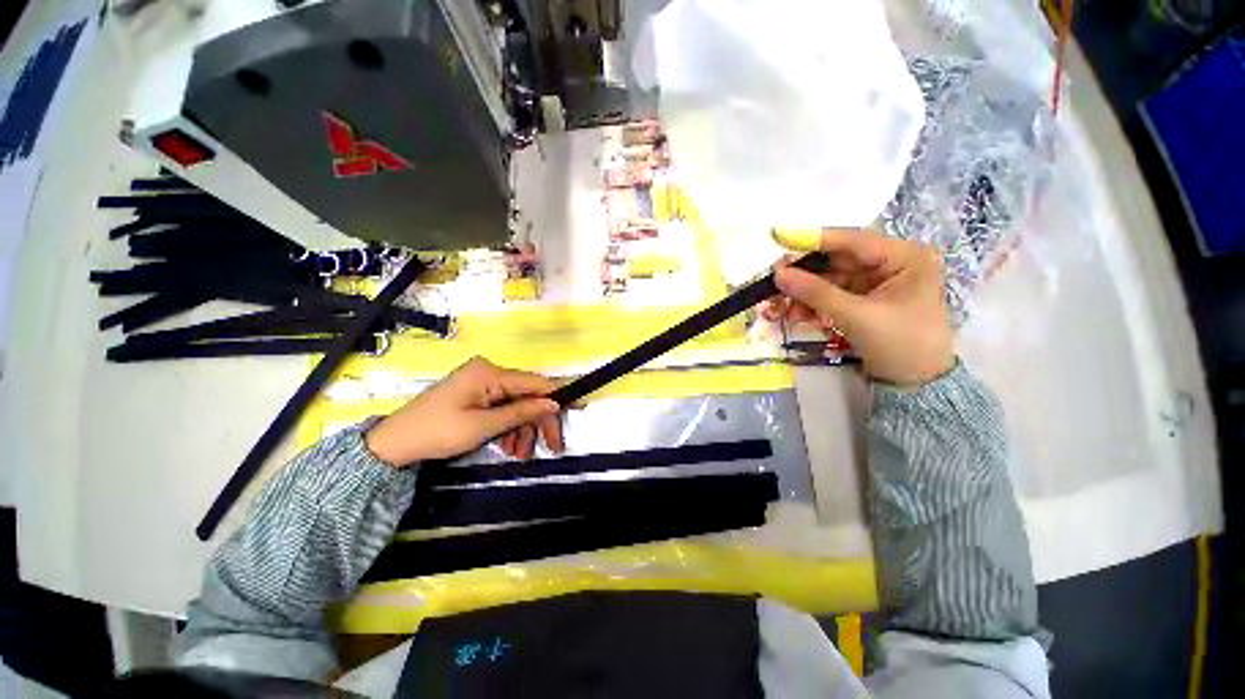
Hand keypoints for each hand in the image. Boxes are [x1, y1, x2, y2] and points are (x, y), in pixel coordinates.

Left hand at [365, 357, 564, 465]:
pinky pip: (502, 409)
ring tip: (521, 456)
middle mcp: (489, 373)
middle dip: (539, 422)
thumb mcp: (483, 426)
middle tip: (553, 447)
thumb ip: (521, 413)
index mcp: (490, 373)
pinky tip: (510, 447)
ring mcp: (482, 384)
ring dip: (523, 430)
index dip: (557, 397)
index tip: (579, 410)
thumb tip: (554, 404)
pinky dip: (509, 428)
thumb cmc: (437, 433)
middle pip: (527, 396)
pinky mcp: (476, 395)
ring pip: (516, 406)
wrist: (393, 445)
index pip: (535, 383)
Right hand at [770, 228, 953, 386]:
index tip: (778, 236)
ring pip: (828, 281)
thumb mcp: (856, 316)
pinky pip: (830, 296)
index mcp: (904, 257)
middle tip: (773, 283)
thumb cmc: (900, 345)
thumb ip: (816, 292)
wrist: (916, 385)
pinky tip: (796, 316)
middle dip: (803, 276)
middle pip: (836, 261)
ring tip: (779, 309)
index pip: (852, 240)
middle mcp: (890, 263)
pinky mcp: (863, 300)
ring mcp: (875, 283)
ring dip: (802, 294)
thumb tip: (778, 273)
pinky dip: (811, 305)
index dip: (813, 239)